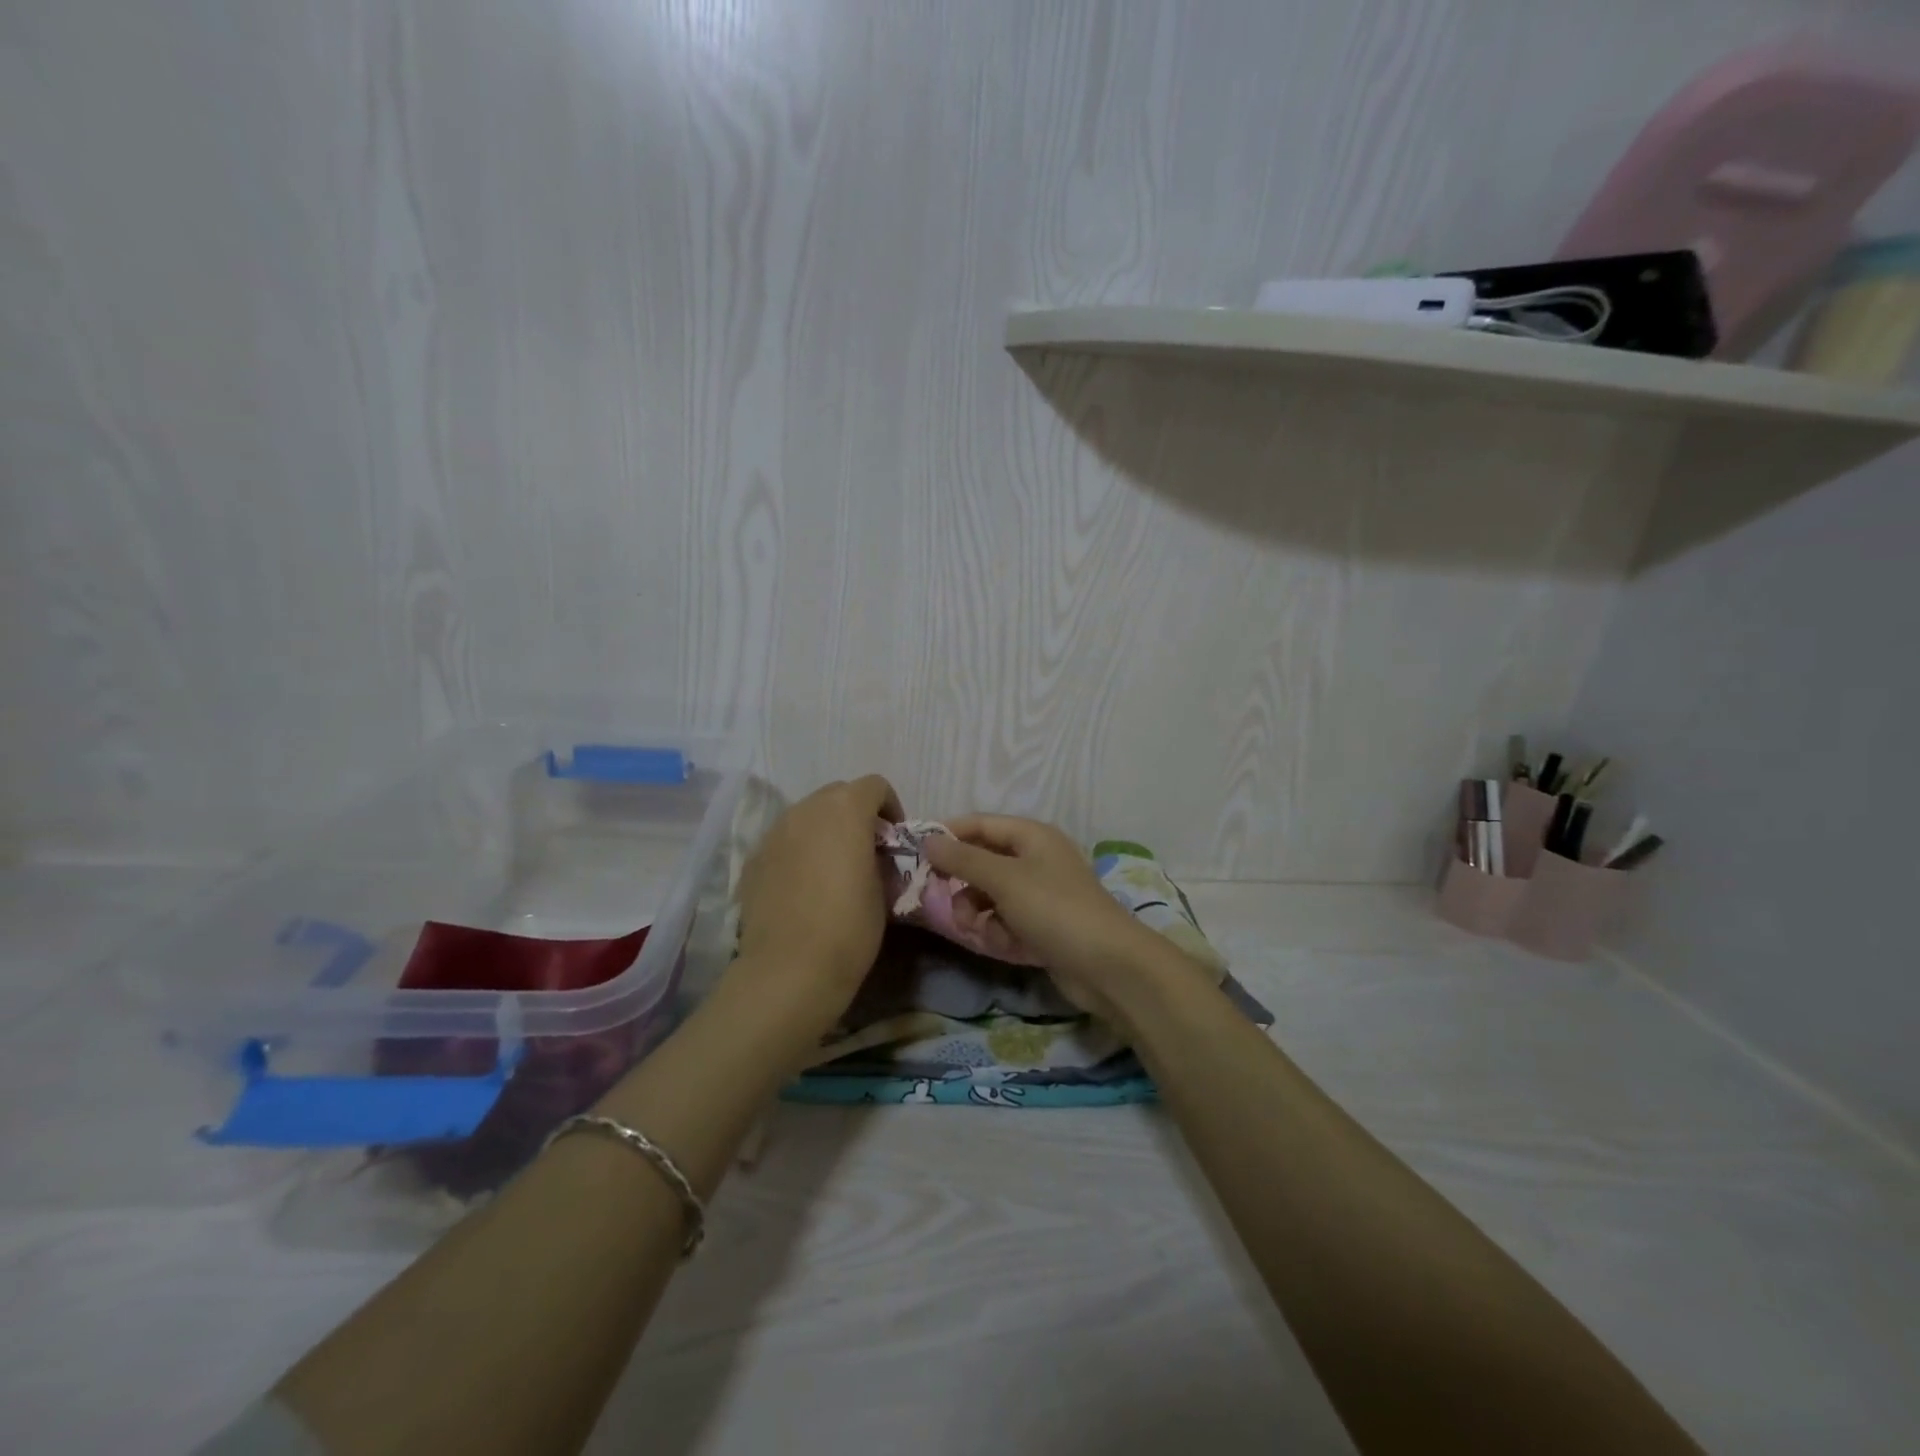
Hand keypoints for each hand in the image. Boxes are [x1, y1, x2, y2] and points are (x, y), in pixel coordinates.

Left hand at [732, 775, 903, 1035]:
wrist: (789, 970)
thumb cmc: (849, 927)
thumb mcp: (884, 888)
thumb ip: (879, 856)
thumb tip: (871, 854)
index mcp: (845, 809)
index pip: (874, 785)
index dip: (890, 807)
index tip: (894, 840)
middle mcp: (806, 809)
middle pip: (837, 794)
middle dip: (855, 813)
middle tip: (865, 850)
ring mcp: (774, 832)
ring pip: (806, 815)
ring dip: (825, 830)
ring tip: (832, 868)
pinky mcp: (753, 859)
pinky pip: (784, 841)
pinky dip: (798, 850)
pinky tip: (803, 886)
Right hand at [925, 815, 1208, 1027]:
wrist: (1107, 965)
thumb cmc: (1054, 910)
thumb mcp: (1004, 879)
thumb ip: (963, 859)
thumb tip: (928, 840)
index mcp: (1031, 836)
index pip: (979, 824)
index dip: (948, 835)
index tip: (916, 855)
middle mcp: (1035, 858)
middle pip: (982, 861)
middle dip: (963, 883)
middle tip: (943, 900)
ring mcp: (1040, 893)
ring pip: (990, 894)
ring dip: (978, 912)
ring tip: (978, 929)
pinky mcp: (1042, 925)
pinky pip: (1005, 920)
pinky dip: (999, 931)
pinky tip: (1005, 945)